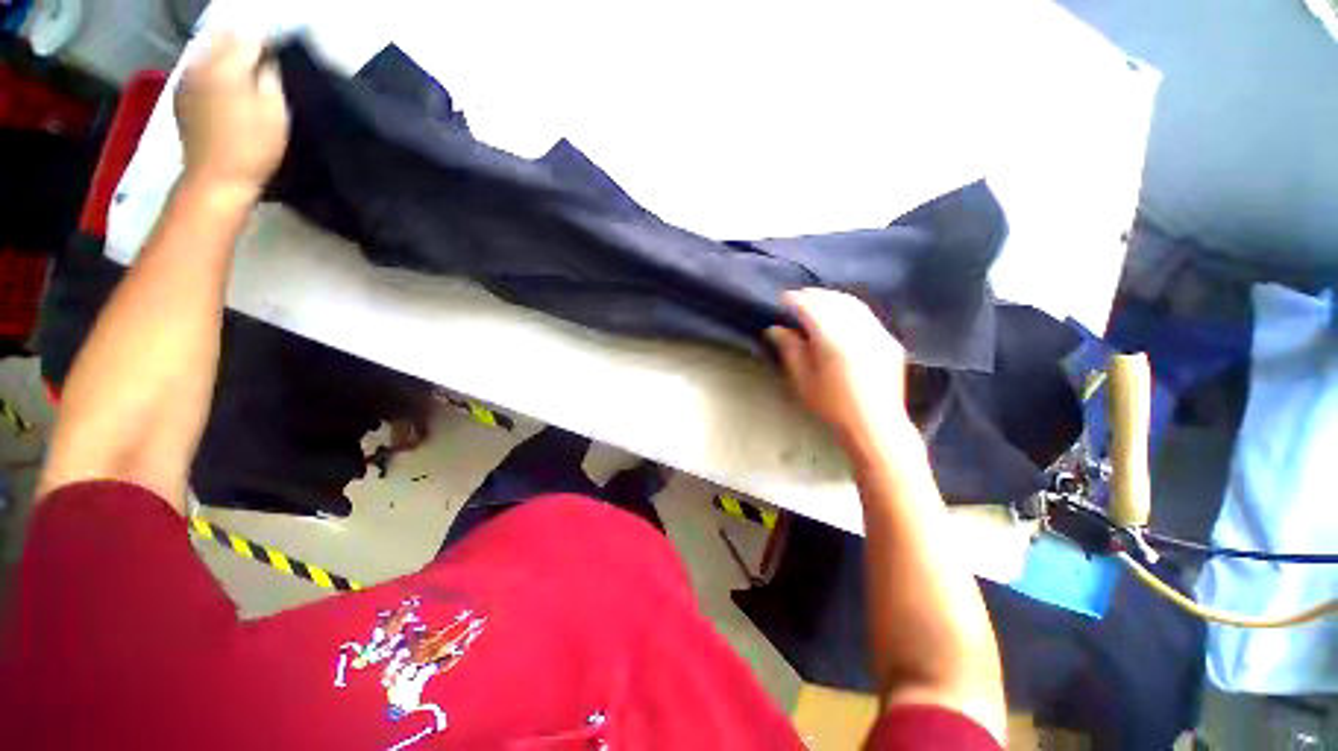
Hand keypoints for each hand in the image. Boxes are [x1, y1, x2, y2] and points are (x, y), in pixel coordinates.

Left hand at [175, 34, 288, 200]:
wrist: (216, 179)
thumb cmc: (254, 148)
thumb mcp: (276, 113)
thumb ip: (271, 79)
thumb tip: (267, 62)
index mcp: (227, 66)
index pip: (251, 41)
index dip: (268, 49)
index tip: (279, 61)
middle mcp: (202, 65)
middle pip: (223, 40)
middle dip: (243, 47)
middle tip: (261, 65)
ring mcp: (186, 80)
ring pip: (208, 53)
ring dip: (225, 58)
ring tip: (242, 75)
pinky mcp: (180, 97)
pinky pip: (197, 71)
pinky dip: (211, 72)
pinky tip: (222, 88)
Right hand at [767, 289, 913, 451]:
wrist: (875, 425)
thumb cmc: (832, 406)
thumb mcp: (803, 380)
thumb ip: (790, 350)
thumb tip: (776, 329)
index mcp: (833, 339)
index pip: (811, 308)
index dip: (795, 300)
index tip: (783, 299)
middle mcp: (858, 329)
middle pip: (833, 300)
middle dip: (814, 295)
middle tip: (798, 296)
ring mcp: (877, 333)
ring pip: (853, 304)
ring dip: (833, 297)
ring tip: (817, 299)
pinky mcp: (889, 340)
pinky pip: (867, 315)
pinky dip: (850, 308)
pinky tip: (842, 314)